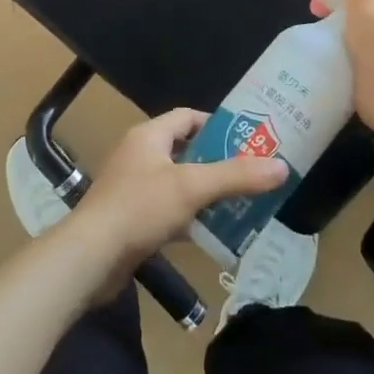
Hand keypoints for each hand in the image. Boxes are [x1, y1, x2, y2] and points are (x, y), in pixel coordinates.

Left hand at [69, 109, 288, 281]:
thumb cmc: (140, 208)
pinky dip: (189, 217)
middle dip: (217, 162)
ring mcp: (132, 187)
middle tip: (250, 173)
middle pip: (185, 150)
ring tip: (239, 203)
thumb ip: (236, 176)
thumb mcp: (192, 187)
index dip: (217, 124)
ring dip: (205, 192)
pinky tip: (211, 232)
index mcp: (149, 136)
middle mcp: (139, 155)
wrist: (91, 257)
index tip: (247, 139)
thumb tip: (282, 167)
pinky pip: (167, 210)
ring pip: (178, 183)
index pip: (187, 117)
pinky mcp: (131, 218)